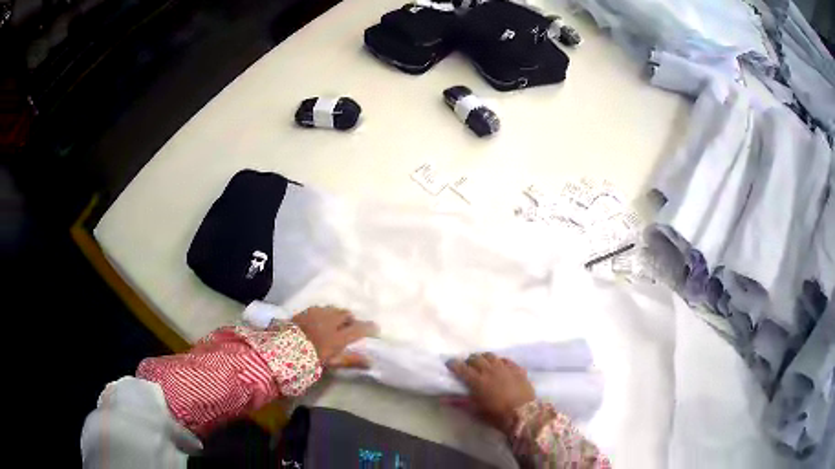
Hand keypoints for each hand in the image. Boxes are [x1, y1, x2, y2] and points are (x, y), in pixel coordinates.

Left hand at [291, 306, 377, 368]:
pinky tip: (321, 319)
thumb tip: (370, 361)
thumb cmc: (310, 360)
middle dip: (351, 319)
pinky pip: (320, 308)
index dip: (369, 328)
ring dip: (338, 314)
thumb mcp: (331, 363)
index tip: (376, 328)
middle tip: (352, 326)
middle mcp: (330, 321)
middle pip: (346, 315)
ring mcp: (317, 314)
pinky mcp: (305, 311)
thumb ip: (350, 360)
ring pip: (333, 309)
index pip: (358, 329)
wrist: (283, 350)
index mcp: (338, 336)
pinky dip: (325, 313)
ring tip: (336, 322)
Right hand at [447, 353, 535, 433]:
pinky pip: (506, 360)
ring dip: (484, 358)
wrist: (524, 414)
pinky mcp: (517, 369)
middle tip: (467, 366)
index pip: (461, 367)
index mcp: (477, 380)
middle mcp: (490, 370)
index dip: (453, 364)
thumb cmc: (497, 415)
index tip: (449, 364)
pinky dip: (499, 361)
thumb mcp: (476, 411)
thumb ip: (460, 403)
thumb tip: (443, 399)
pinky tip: (500, 367)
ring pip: (491, 356)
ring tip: (483, 364)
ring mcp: (505, 367)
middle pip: (476, 358)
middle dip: (469, 360)